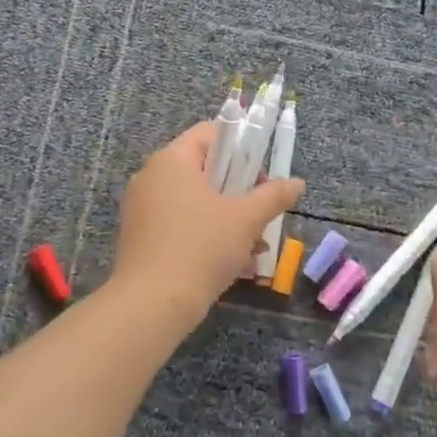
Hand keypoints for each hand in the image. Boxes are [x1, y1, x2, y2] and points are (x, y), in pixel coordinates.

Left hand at [112, 121, 304, 320]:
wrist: (151, 304)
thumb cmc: (201, 247)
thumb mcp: (246, 219)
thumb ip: (273, 196)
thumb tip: (297, 182)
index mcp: (172, 160)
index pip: (210, 133)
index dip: (241, 146)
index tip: (262, 175)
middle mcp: (151, 176)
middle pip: (203, 168)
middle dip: (238, 190)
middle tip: (261, 212)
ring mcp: (141, 207)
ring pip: (193, 201)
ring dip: (226, 217)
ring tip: (254, 246)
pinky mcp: (139, 236)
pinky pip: (179, 223)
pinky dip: (204, 234)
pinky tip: (230, 262)